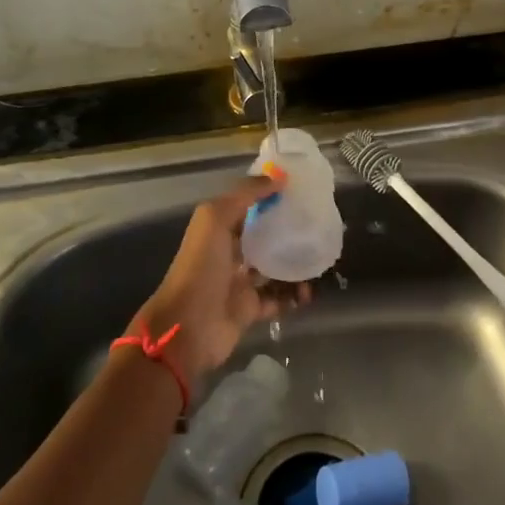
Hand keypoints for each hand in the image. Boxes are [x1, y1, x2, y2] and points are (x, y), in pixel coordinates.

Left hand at [138, 176, 311, 381]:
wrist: (187, 328)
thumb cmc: (200, 268)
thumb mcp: (214, 220)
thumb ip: (244, 195)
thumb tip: (278, 177)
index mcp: (218, 231)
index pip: (248, 208)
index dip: (271, 198)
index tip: (301, 192)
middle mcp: (229, 254)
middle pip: (264, 238)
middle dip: (288, 232)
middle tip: (316, 228)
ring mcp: (240, 284)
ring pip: (274, 269)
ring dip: (296, 266)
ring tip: (317, 262)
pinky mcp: (250, 310)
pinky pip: (278, 299)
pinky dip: (294, 297)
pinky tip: (308, 293)